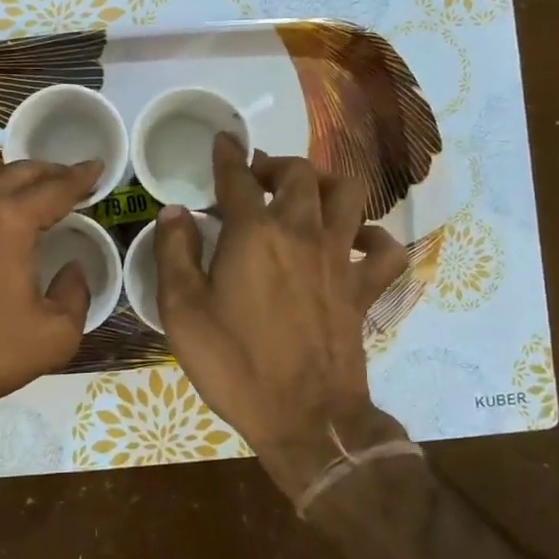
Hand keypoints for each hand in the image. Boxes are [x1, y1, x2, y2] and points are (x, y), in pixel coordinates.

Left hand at [0, 140, 99, 433]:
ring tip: (11, 187)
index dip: (82, 176)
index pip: (57, 187)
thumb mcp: (53, 338)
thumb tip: (74, 270)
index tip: (97, 168)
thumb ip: (77, 295)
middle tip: (66, 185)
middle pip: (19, 168)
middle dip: (50, 172)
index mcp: (11, 221)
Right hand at [154, 135, 410, 496]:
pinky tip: (357, 240)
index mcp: (253, 233)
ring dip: (326, 183)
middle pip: (298, 174)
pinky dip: (375, 237)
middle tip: (257, 176)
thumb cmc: (235, 364)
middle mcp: (300, 232)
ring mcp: (339, 258)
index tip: (223, 141)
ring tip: (307, 193)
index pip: (237, 178)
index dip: (227, 155)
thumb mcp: (182, 312)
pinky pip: (385, 250)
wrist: (305, 418)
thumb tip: (174, 213)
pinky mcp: (363, 288)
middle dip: (275, 164)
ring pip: (348, 195)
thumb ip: (174, 254)